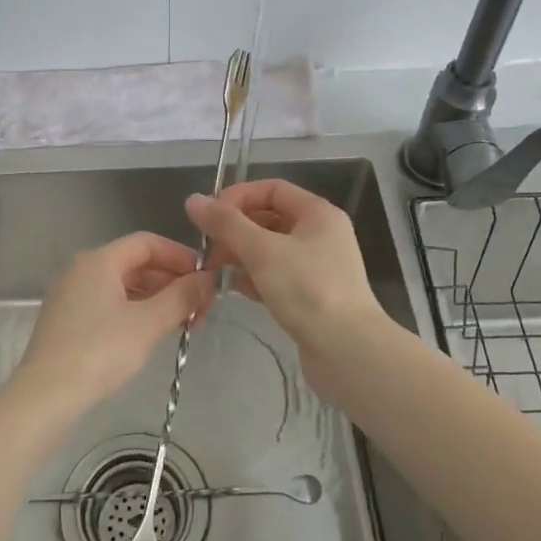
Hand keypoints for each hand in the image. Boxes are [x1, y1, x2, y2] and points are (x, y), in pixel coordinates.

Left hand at [15, 232, 212, 409]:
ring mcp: (72, 296)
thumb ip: (182, 297)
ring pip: (124, 286)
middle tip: (203, 308)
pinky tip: (156, 333)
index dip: (181, 256)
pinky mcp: (68, 321)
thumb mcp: (149, 323)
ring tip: (186, 324)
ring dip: (158, 299)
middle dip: (173, 282)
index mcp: (99, 260)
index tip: (207, 278)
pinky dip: (137, 312)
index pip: (148, 243)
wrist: (45, 397)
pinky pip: (111, 304)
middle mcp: (82, 270)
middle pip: (136, 263)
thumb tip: (209, 279)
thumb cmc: (100, 352)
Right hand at [185, 180, 382, 349]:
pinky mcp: (311, 296)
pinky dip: (254, 278)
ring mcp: (317, 267)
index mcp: (318, 214)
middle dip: (236, 229)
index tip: (209, 216)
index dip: (238, 197)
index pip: (272, 189)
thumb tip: (193, 200)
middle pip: (270, 219)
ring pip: (270, 250)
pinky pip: (276, 276)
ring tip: (214, 268)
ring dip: (241, 255)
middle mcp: (321, 235)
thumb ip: (226, 224)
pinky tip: (234, 288)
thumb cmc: (307, 290)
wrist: (347, 350)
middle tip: (207, 247)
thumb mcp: (262, 251)